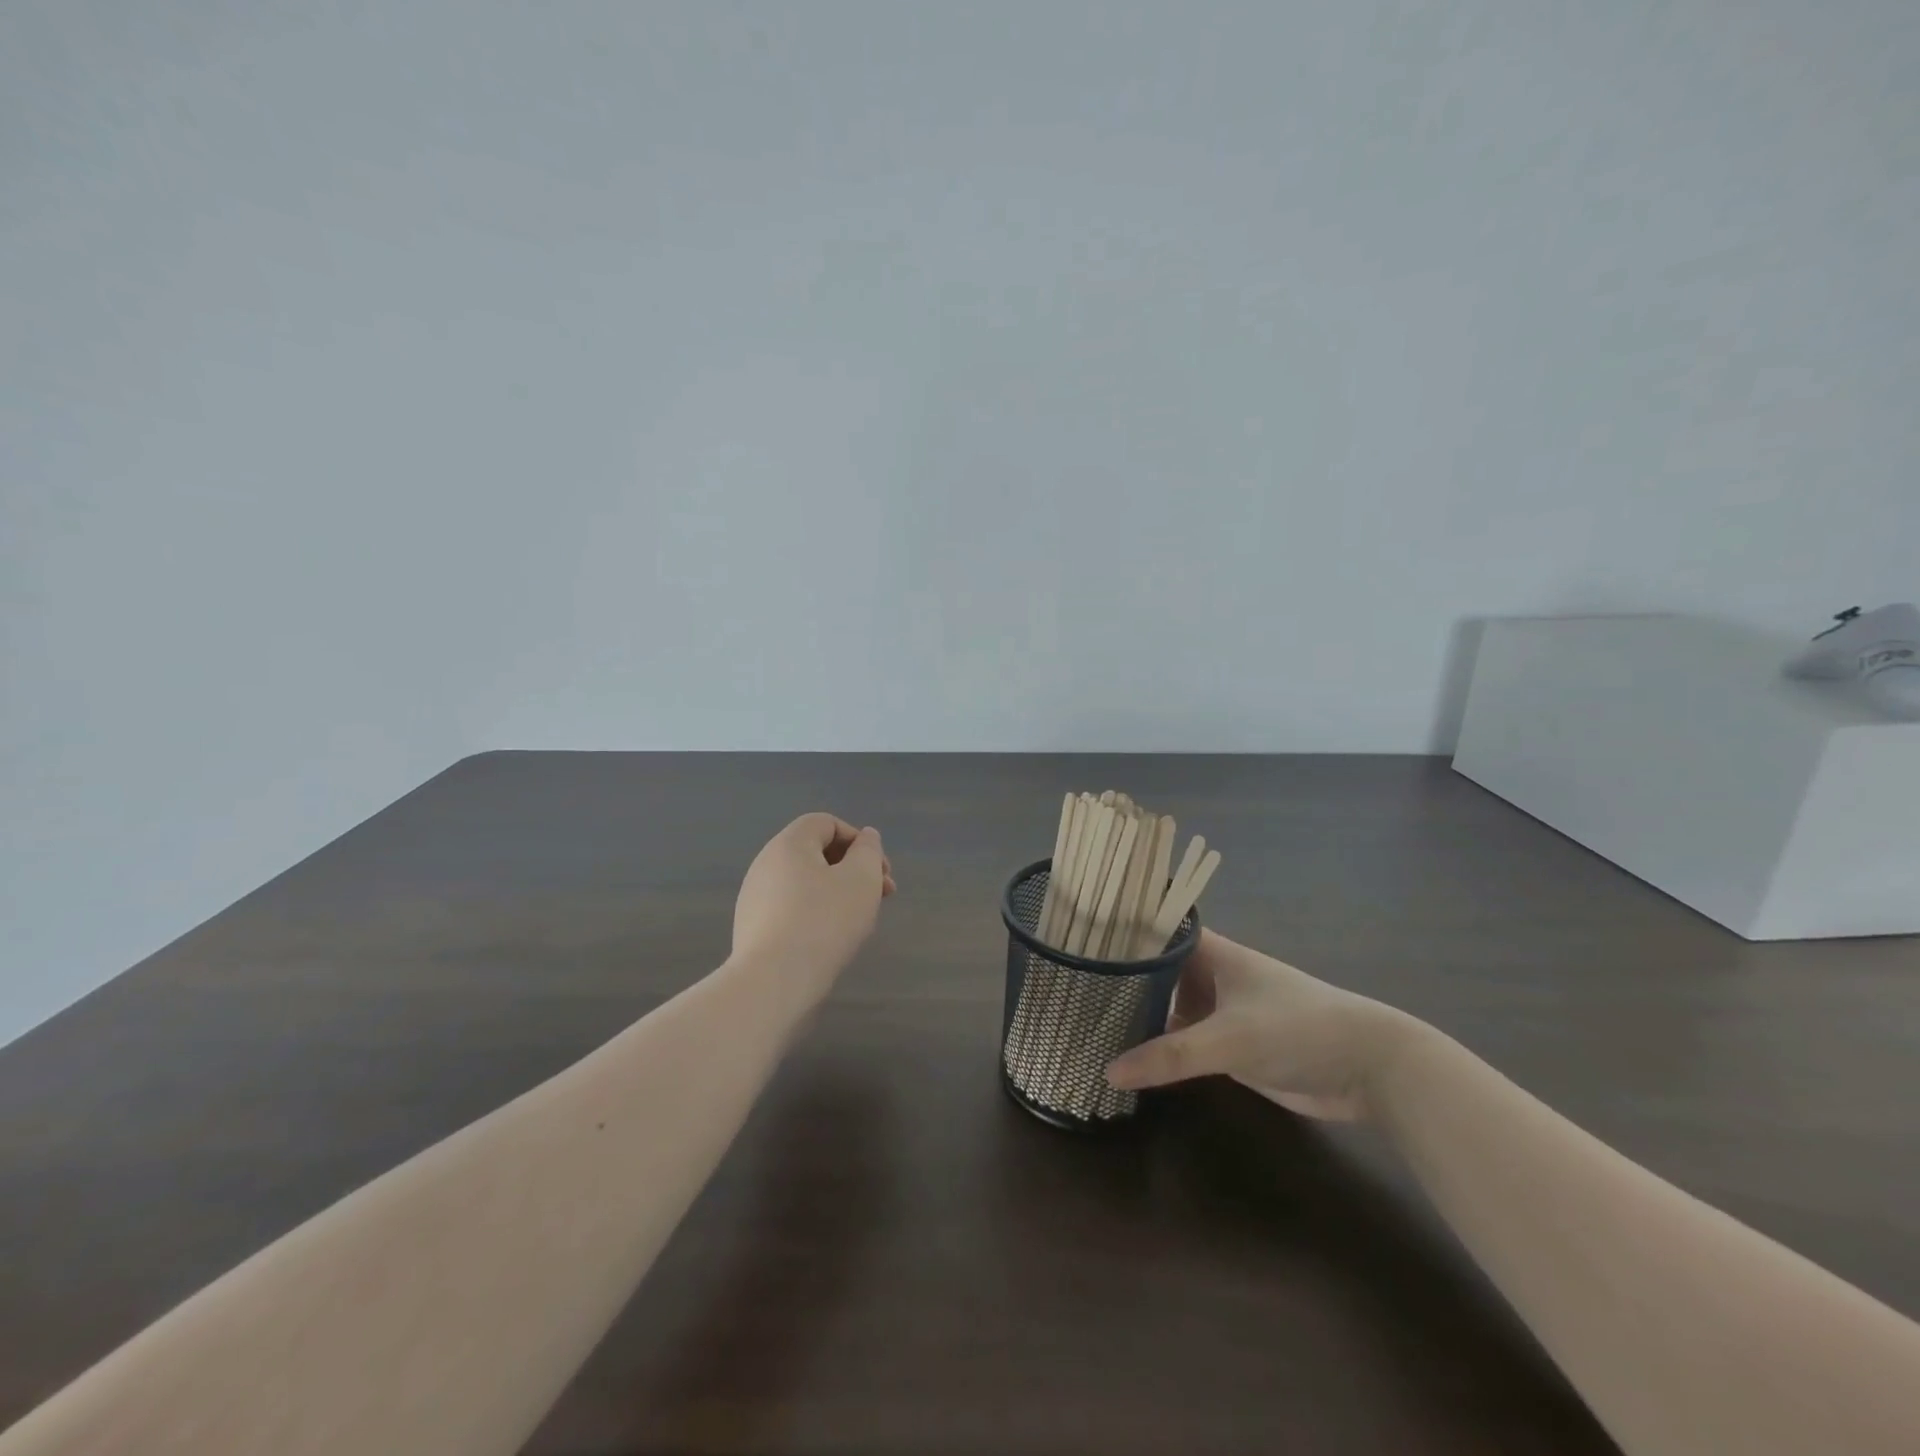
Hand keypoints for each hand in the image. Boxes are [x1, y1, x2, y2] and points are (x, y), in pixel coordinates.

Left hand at [731, 813, 895, 996]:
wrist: (773, 983)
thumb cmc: (824, 921)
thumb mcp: (862, 878)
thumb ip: (869, 851)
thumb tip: (866, 837)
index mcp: (789, 844)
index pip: (826, 823)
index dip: (858, 840)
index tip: (879, 870)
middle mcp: (766, 864)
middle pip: (816, 853)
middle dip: (854, 869)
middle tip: (882, 895)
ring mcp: (755, 898)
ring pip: (806, 884)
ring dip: (838, 893)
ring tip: (860, 922)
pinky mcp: (754, 930)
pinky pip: (792, 910)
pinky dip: (816, 915)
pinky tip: (831, 942)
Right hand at [1105, 929, 1420, 1120]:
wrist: (1370, 1068)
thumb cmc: (1298, 1028)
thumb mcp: (1230, 1040)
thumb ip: (1170, 1056)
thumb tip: (1109, 1070)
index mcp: (1212, 952)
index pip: (1155, 929)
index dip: (1120, 931)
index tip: (1078, 939)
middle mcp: (1211, 974)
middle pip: (1157, 970)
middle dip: (1121, 979)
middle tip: (1070, 988)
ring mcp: (1220, 1010)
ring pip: (1169, 1006)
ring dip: (1139, 1015)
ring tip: (1086, 1020)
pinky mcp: (1230, 1045)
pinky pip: (1184, 1040)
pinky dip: (1161, 1047)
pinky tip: (1128, 1057)